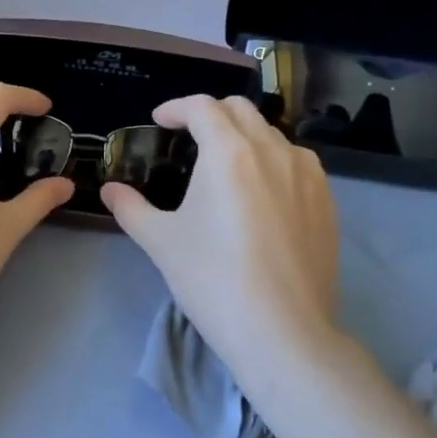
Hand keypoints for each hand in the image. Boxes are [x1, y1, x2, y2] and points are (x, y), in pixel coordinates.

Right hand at [102, 95, 340, 384]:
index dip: (176, 107)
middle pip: (240, 110)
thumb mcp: (161, 242)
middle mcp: (272, 150)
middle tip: (189, 137)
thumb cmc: (213, 279)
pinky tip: (263, 191)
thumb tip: (109, 190)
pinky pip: (297, 162)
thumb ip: (131, 208)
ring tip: (227, 165)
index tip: (159, 121)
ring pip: (272, 134)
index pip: (202, 107)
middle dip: (210, 114)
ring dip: (244, 136)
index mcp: (229, 151)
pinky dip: (274, 160)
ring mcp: (307, 174)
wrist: (282, 331)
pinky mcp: (327, 200)